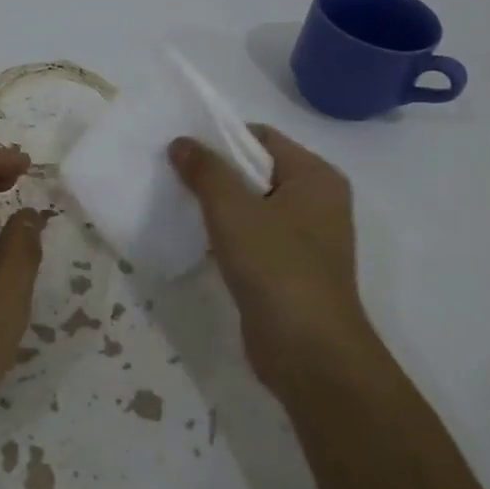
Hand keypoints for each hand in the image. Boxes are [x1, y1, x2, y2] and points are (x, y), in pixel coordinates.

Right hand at [169, 125, 377, 394]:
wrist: (308, 350)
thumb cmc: (276, 267)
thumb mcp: (234, 211)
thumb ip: (206, 172)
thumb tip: (181, 142)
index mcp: (316, 177)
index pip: (264, 138)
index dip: (221, 138)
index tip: (181, 149)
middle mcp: (318, 201)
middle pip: (258, 171)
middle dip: (216, 173)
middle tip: (171, 176)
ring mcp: (306, 239)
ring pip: (254, 208)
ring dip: (219, 206)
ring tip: (176, 204)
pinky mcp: (290, 270)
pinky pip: (255, 239)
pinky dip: (228, 236)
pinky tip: (196, 241)